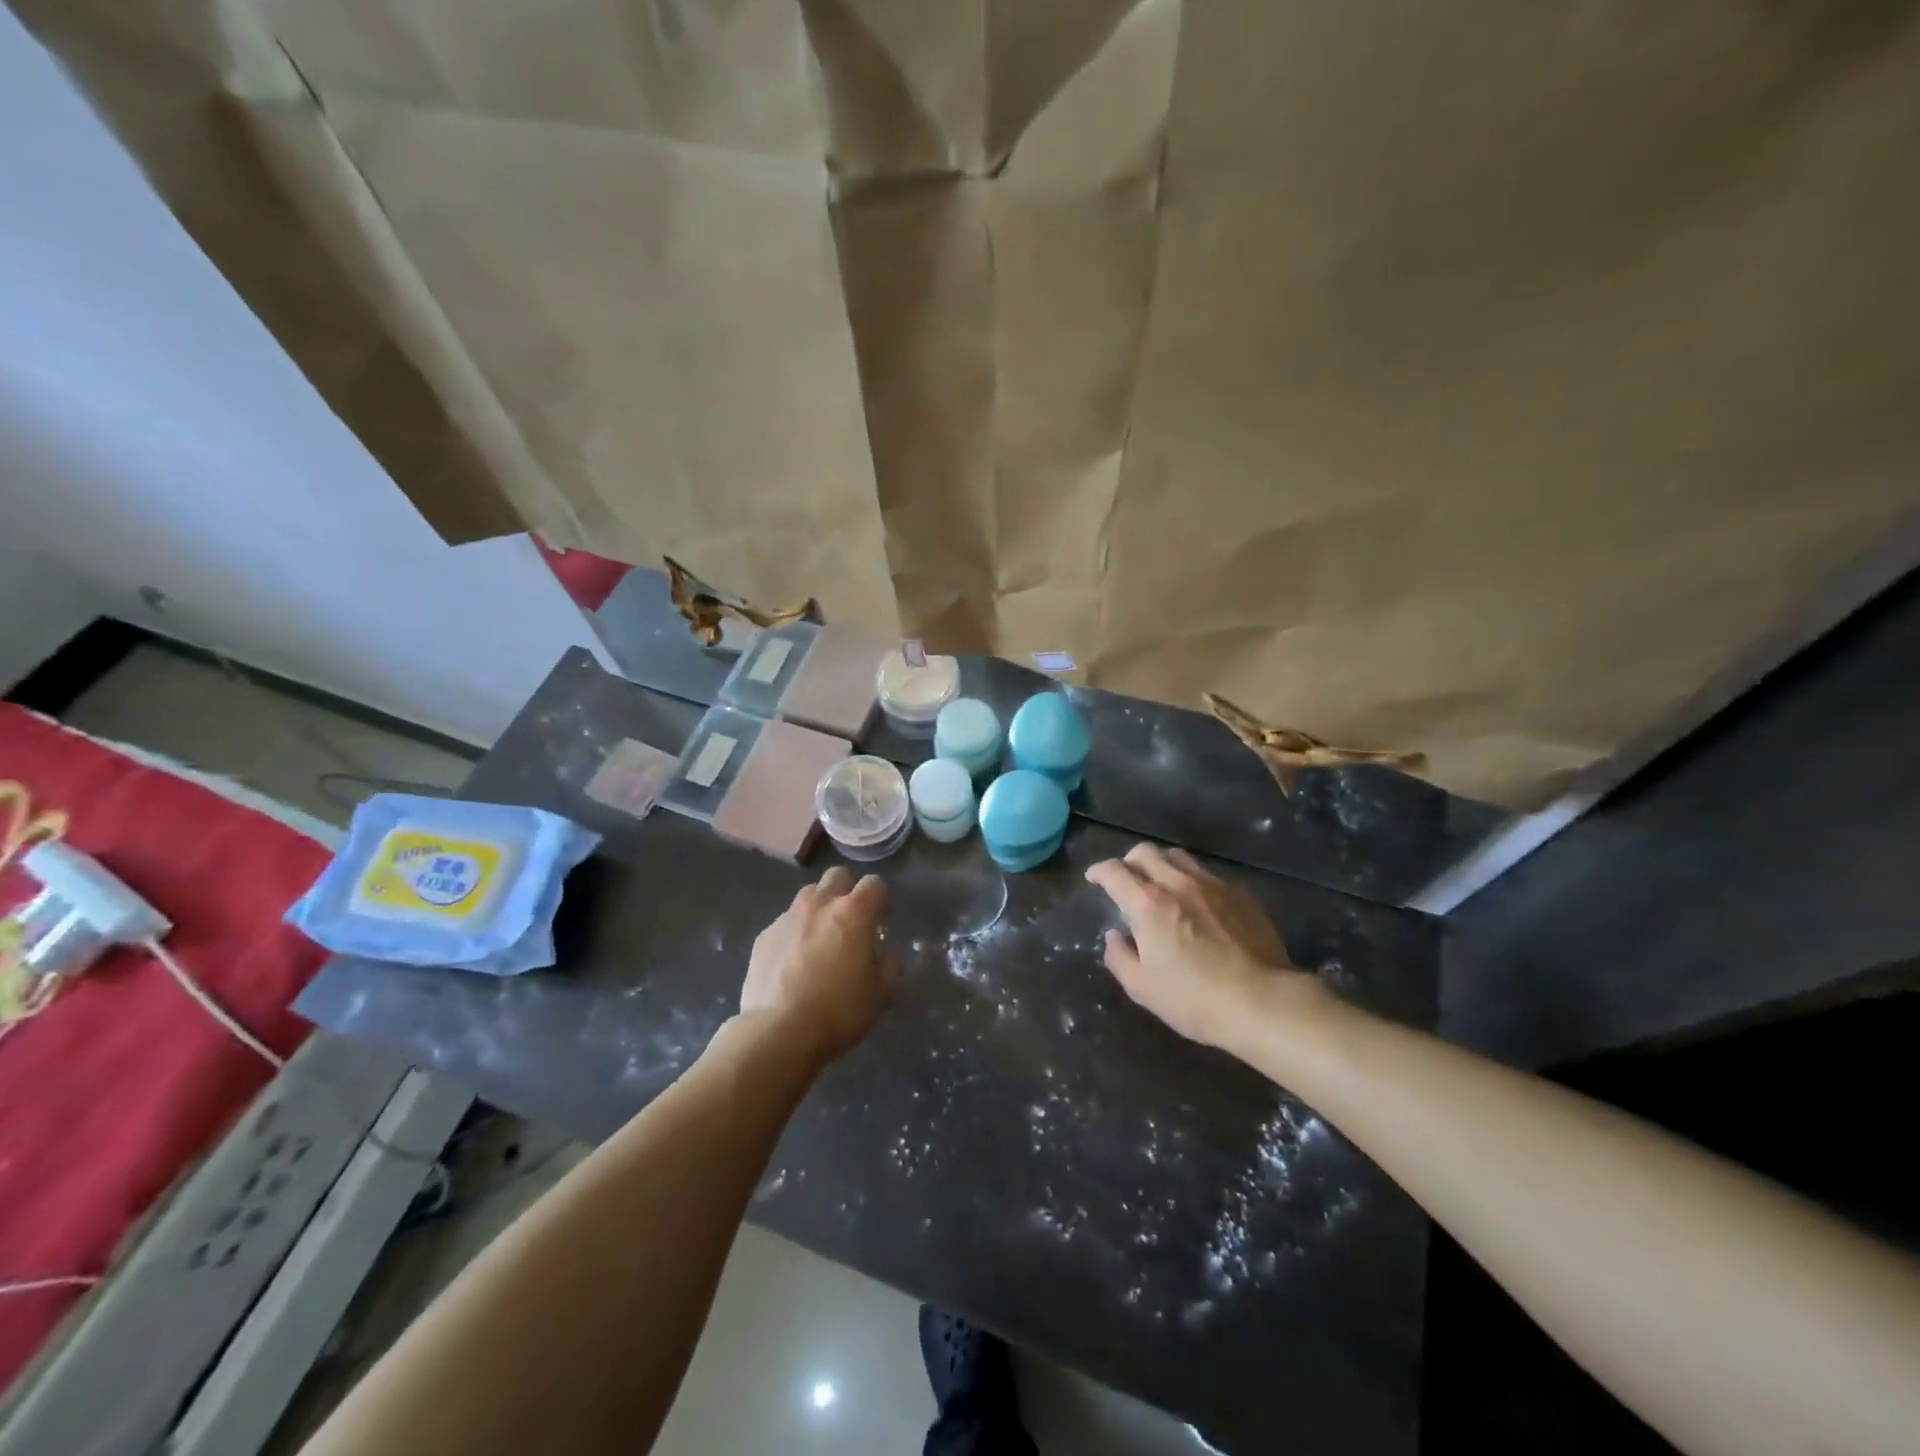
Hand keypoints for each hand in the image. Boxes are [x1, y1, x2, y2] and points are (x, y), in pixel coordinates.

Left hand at [741, 867, 895, 1060]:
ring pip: (808, 895)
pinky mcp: (764, 936)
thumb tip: (883, 953)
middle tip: (849, 922)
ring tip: (819, 940)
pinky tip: (793, 963)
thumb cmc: (839, 1011)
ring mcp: (787, 918)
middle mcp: (820, 905)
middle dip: (847, 891)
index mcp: (854, 913)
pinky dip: (794, 934)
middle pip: (837, 876)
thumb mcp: (882, 993)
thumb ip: (889, 964)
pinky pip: (785, 923)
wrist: (779, 1032)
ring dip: (819, 909)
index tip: (881, 922)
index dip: (881, 900)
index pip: (875, 884)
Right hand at [1085, 843, 1315, 1048]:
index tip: (1094, 878)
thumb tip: (1115, 936)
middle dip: (1129, 861)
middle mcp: (1178, 883)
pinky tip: (1198, 902)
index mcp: (1148, 904)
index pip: (1114, 871)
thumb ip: (1120, 957)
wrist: (1264, 1002)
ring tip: (1161, 884)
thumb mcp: (1143, 989)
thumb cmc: (1195, 1000)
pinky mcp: (1240, 894)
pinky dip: (1192, 880)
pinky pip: (1208, 874)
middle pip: (1146, 852)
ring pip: (1178, 856)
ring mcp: (1212, 885)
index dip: (1099, 871)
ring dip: (1161, 864)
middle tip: (1126, 880)